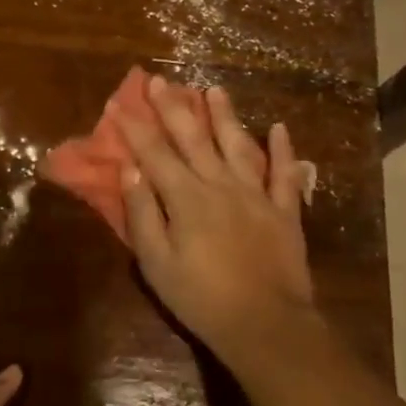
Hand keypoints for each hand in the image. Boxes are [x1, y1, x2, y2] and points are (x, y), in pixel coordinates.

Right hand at [115, 75, 324, 376]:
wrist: (266, 325)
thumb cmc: (201, 298)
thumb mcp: (157, 263)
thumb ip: (143, 214)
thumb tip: (130, 172)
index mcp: (187, 198)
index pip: (154, 154)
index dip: (136, 128)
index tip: (120, 104)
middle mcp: (221, 186)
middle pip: (194, 139)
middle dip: (173, 108)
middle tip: (160, 80)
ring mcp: (257, 195)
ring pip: (238, 146)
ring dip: (224, 116)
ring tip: (213, 90)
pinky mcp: (284, 211)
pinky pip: (285, 174)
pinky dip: (283, 150)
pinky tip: (278, 128)